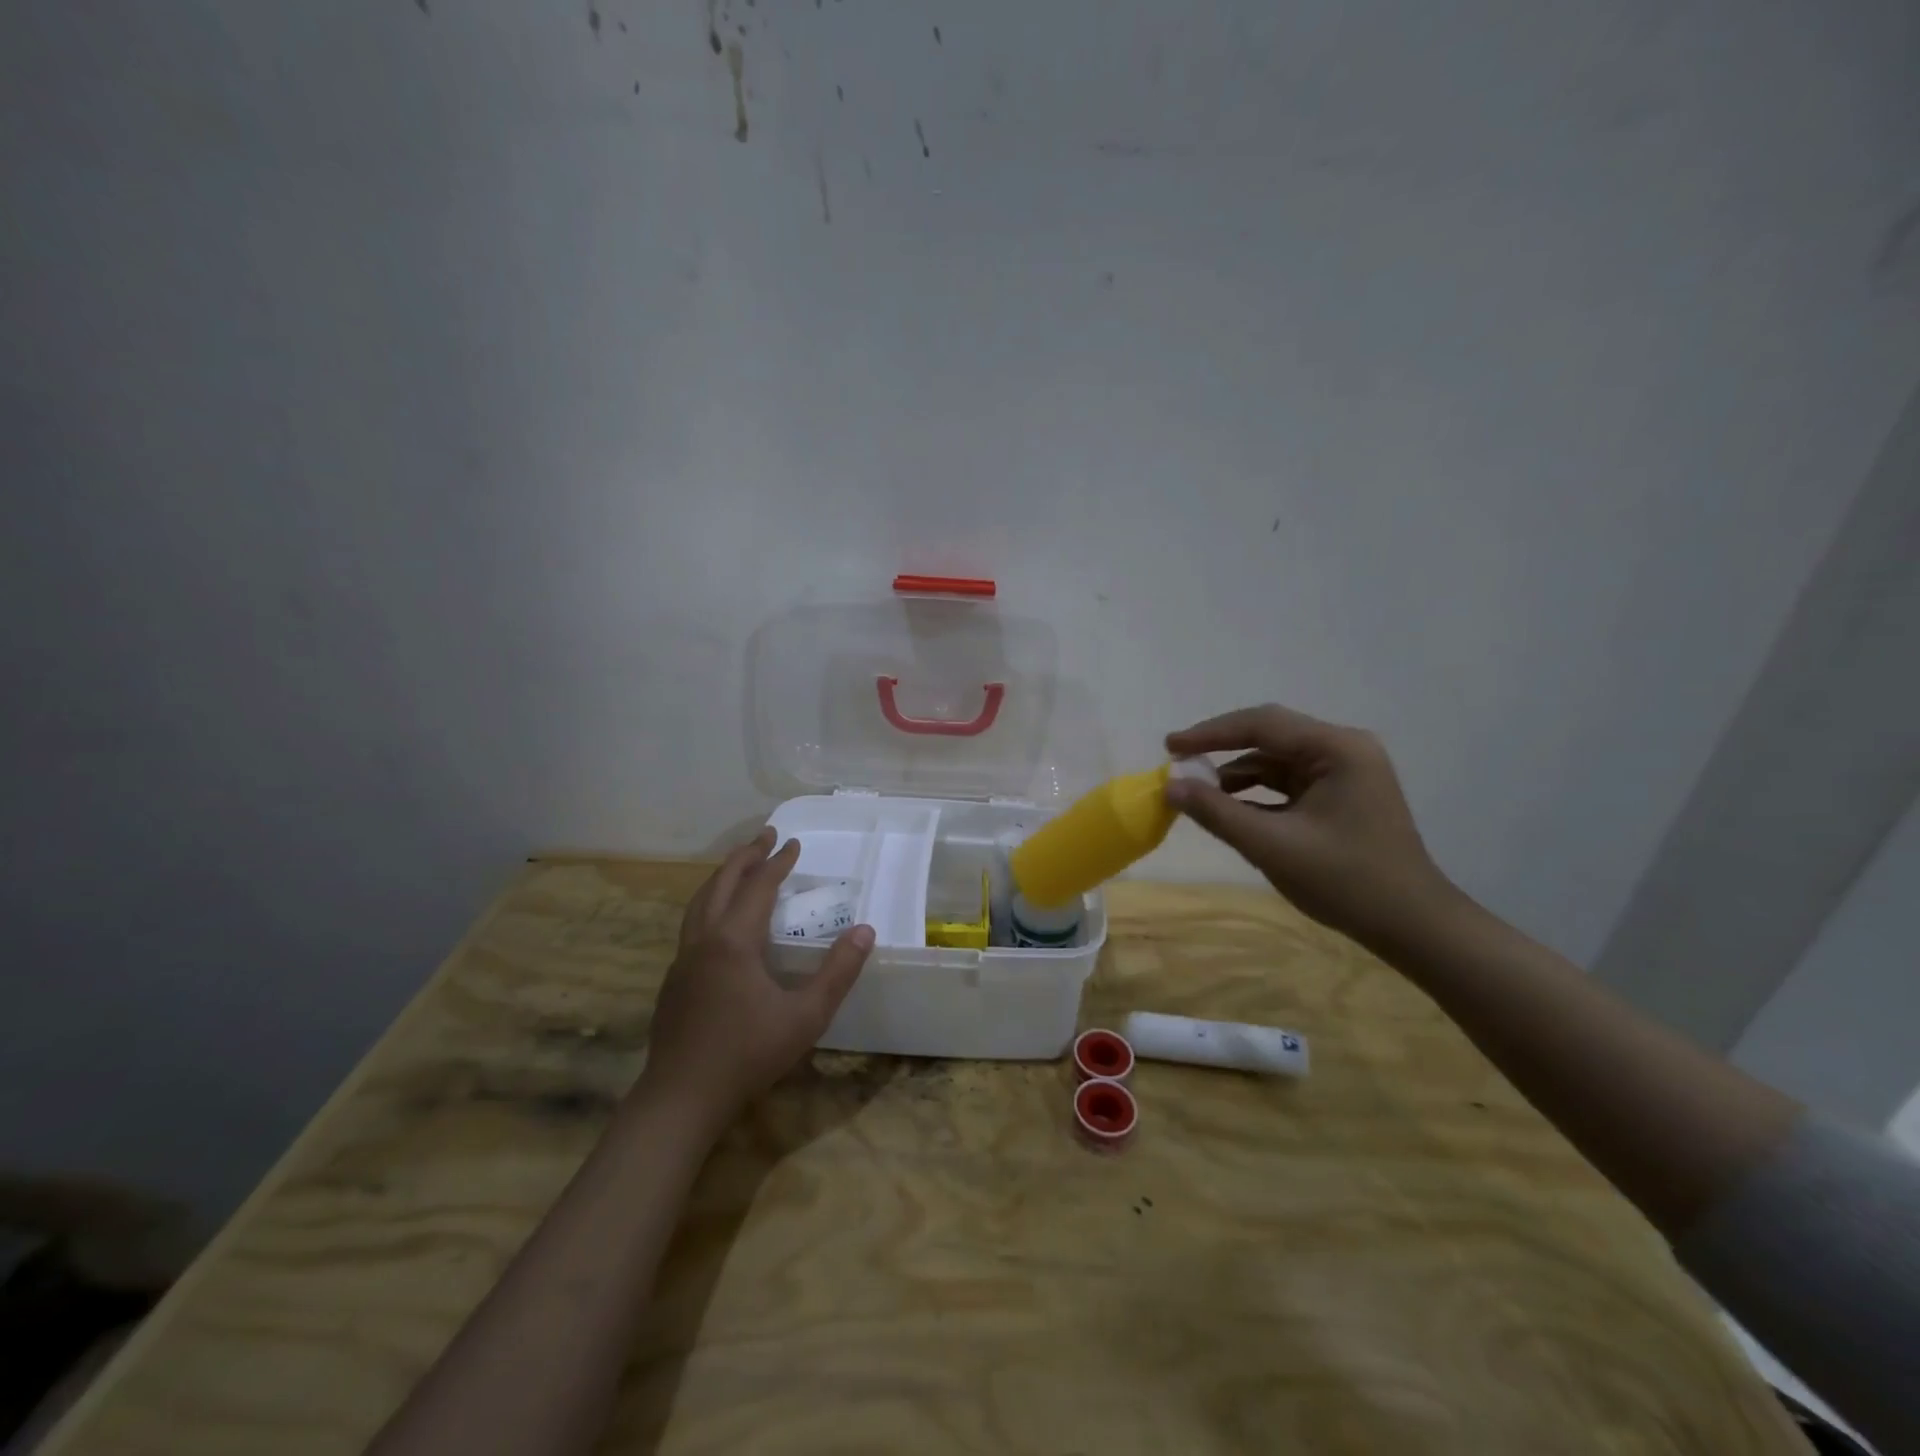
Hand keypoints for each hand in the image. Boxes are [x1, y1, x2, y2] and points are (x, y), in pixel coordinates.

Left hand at [638, 829, 873, 1130]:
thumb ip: (838, 972)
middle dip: (745, 856)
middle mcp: (704, 940)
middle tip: (765, 835)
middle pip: (722, 884)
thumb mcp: (806, 1016)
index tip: (793, 843)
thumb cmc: (748, 1054)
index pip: (759, 887)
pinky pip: (692, 924)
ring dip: (723, 877)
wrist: (681, 1098)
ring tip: (740, 866)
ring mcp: (683, 960)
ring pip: (700, 902)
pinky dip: (709, 903)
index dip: (778, 863)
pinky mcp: (673, 980)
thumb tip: (865, 931)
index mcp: (734, 941)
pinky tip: (720, 921)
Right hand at [1165, 704, 1455, 949]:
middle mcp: (1344, 749)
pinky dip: (1258, 792)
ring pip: (1278, 760)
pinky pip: (1289, 782)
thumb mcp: (1272, 846)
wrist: (1413, 926)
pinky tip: (1231, 809)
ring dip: (1238, 774)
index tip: (1170, 747)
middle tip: (1179, 761)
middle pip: (1270, 736)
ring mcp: (1346, 772)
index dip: (1210, 733)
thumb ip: (1217, 812)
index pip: (1262, 724)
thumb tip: (1170, 786)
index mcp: (1337, 749)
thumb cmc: (1346, 882)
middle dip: (1222, 749)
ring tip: (1199, 793)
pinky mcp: (1342, 795)